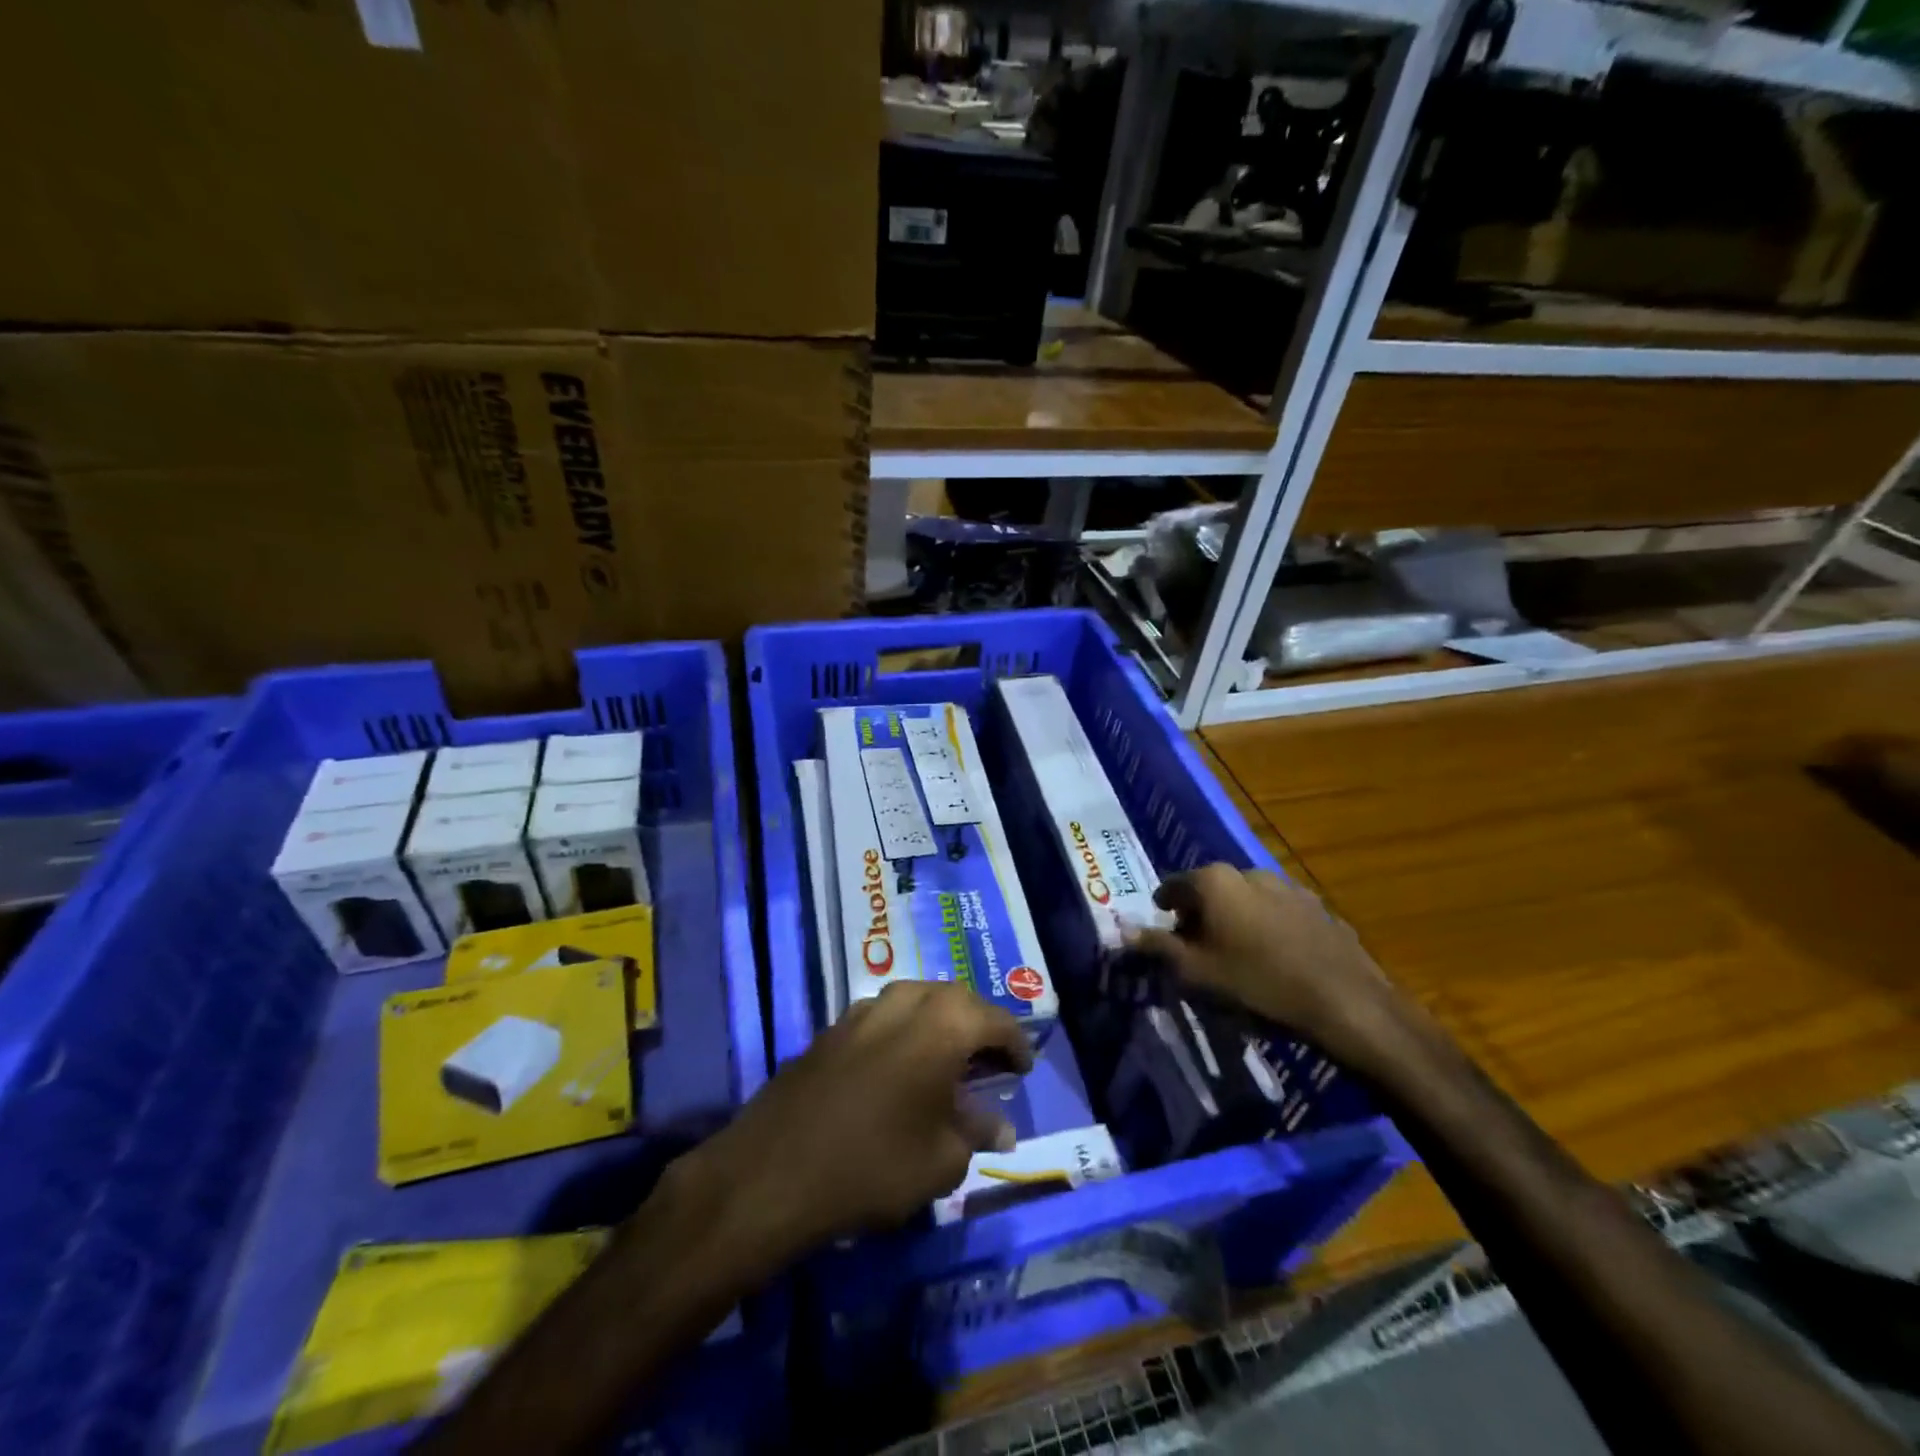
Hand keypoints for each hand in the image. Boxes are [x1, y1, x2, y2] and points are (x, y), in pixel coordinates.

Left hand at [680, 981, 1032, 1260]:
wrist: (773, 1171)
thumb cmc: (874, 1165)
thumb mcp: (941, 1160)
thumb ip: (977, 1133)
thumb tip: (1001, 1127)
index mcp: (944, 1022)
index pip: (995, 1020)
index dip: (1016, 1045)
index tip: (1024, 1070)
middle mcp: (906, 1000)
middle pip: (956, 999)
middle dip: (978, 1025)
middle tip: (989, 1062)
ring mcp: (863, 1010)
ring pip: (917, 1000)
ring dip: (940, 1023)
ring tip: (948, 1061)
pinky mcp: (832, 1028)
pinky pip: (883, 1016)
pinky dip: (905, 1032)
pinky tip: (901, 1069)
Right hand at [1130, 864, 1402, 1073]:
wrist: (1345, 1002)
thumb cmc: (1257, 984)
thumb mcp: (1195, 972)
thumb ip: (1156, 947)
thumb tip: (1122, 929)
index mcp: (1214, 881)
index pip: (1172, 887)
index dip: (1164, 912)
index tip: (1166, 938)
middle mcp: (1248, 872)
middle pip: (1210, 890)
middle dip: (1200, 916)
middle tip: (1200, 953)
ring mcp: (1288, 886)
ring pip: (1246, 900)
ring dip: (1236, 921)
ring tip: (1239, 958)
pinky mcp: (1318, 906)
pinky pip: (1278, 913)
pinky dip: (1268, 929)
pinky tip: (1276, 961)